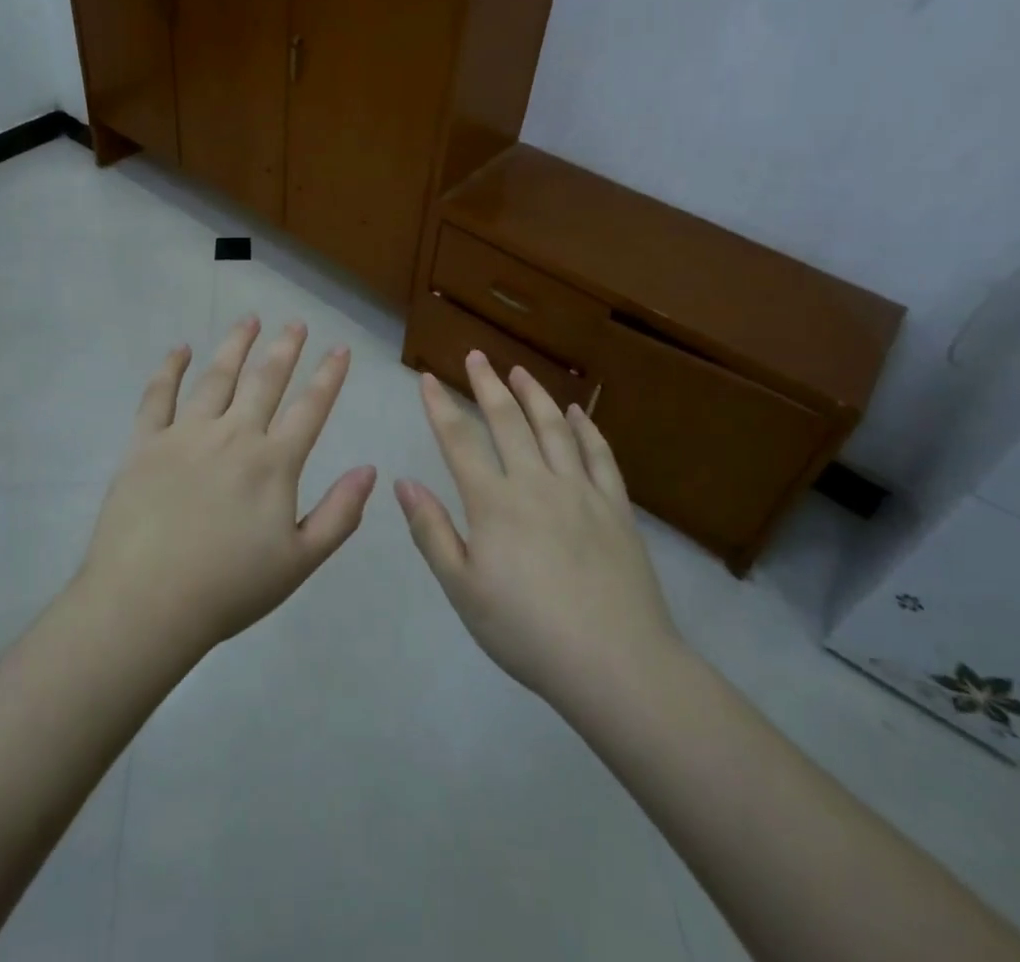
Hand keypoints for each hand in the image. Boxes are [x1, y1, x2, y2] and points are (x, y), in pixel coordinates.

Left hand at [75, 316, 376, 661]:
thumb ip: (339, 514)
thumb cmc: (229, 588)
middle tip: (296, 323)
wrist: (146, 603)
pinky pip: (158, 395)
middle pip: (265, 380)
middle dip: (285, 348)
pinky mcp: (145, 442)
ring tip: (250, 319)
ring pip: (217, 376)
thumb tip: (370, 470)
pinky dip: (170, 368)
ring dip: (236, 345)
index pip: (310, 408)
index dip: (329, 376)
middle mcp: (234, 435)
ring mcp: (186, 434)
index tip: (340, 349)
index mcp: (273, 462)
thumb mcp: (299, 562)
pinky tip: (181, 349)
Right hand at [397, 352, 682, 715]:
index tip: (427, 378)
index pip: (459, 441)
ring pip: (553, 428)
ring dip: (534, 395)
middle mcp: (535, 483)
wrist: (615, 663)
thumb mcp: (463, 590)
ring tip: (520, 371)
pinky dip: (585, 428)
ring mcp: (580, 490)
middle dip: (487, 385)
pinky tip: (576, 413)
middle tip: (476, 357)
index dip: (440, 407)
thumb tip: (403, 483)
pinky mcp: (615, 507)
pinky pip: (599, 455)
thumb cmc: (527, 631)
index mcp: (494, 503)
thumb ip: (432, 532)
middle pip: (507, 421)